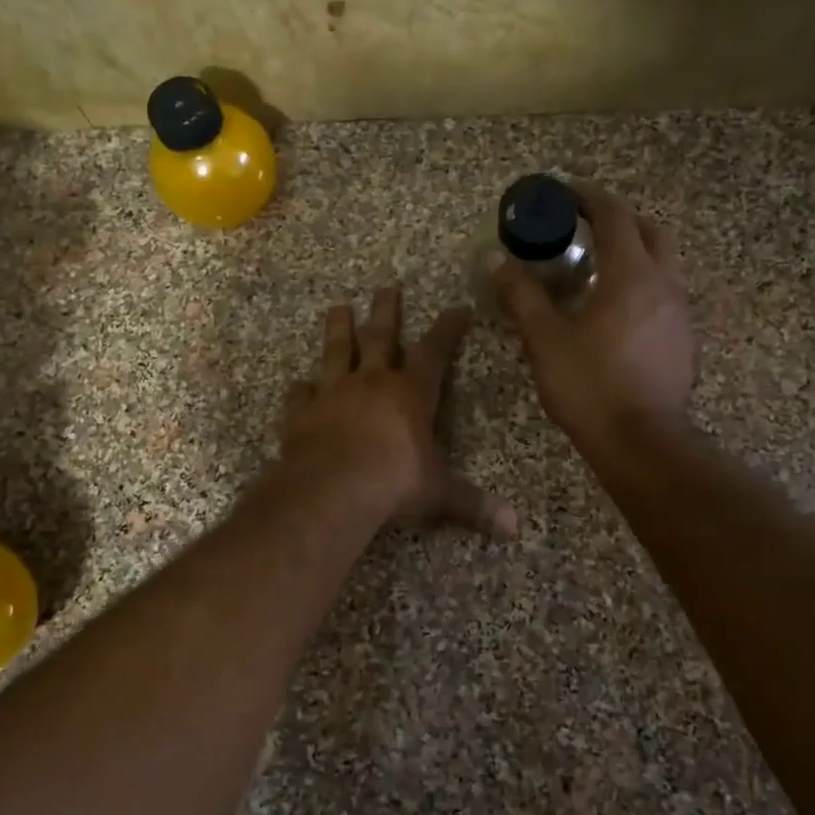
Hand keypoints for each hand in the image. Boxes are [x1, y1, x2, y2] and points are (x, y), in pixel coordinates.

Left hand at [282, 285, 516, 537]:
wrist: (332, 489)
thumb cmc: (394, 483)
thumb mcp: (440, 494)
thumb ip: (474, 505)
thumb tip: (515, 528)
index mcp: (410, 393)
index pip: (434, 351)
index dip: (448, 329)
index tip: (457, 309)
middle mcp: (371, 383)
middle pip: (380, 337)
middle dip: (386, 311)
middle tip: (386, 286)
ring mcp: (332, 394)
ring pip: (336, 352)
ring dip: (338, 329)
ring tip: (337, 307)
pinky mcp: (301, 414)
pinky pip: (300, 394)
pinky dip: (301, 388)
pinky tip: (299, 384)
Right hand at [492, 183, 696, 449]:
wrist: (642, 443)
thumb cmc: (590, 386)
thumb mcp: (545, 340)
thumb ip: (521, 295)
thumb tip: (496, 260)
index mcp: (631, 275)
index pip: (614, 215)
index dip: (588, 197)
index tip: (564, 193)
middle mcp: (664, 284)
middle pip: (650, 231)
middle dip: (618, 219)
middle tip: (584, 228)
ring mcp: (680, 313)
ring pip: (662, 263)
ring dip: (633, 253)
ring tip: (596, 269)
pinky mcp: (684, 340)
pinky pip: (664, 294)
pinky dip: (640, 284)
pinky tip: (614, 311)